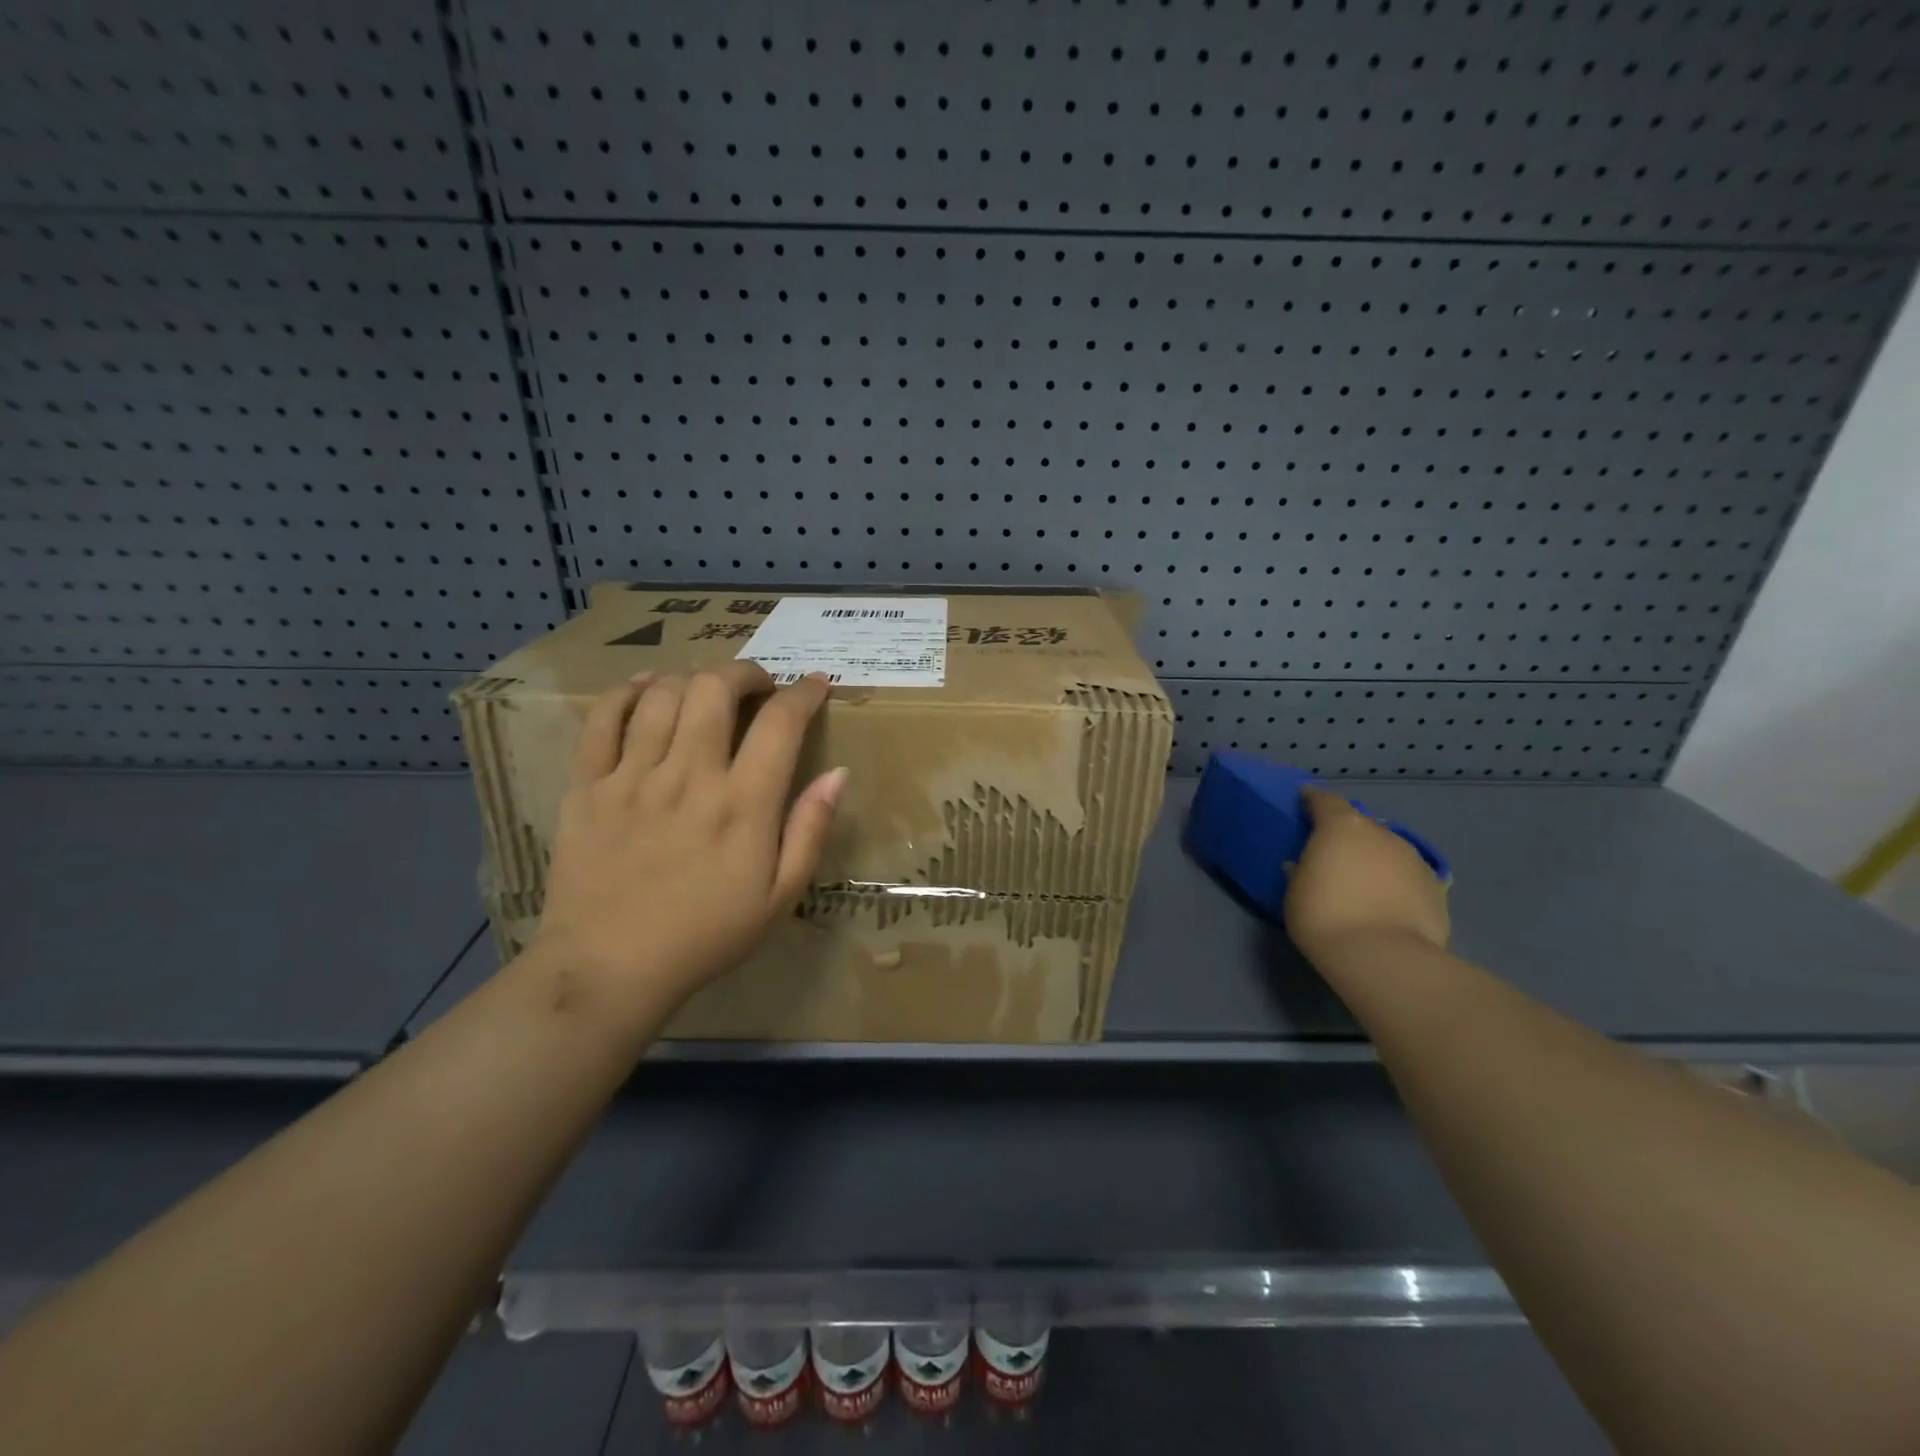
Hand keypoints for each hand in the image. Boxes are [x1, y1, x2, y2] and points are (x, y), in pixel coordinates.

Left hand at [531, 662, 845, 1013]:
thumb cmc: (706, 936)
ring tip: (705, 692)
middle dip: (745, 672)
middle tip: (757, 687)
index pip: (780, 722)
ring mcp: (632, 777)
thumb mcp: (780, 897)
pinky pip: (602, 719)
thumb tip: (837, 774)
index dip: (804, 693)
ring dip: (692, 679)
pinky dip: (626, 693)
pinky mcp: (587, 786)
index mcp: (742, 804)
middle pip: (715, 688)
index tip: (816, 685)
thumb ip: (810, 831)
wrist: (608, 968)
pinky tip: (645, 689)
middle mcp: (688, 776)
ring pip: (662, 694)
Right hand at [1284, 788, 1449, 965]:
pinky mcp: (1436, 888)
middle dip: (1346, 835)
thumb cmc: (1325, 916)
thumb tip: (1310, 864)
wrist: (1384, 957)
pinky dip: (1395, 884)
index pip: (1324, 800)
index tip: (1303, 804)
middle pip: (1360, 825)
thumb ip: (1305, 868)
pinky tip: (1386, 905)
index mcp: (1342, 826)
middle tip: (1332, 855)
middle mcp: (1381, 833)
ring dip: (1373, 859)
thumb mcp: (1296, 889)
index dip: (1312, 800)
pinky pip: (1406, 877)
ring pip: (1387, 850)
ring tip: (1361, 884)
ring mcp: (1413, 859)